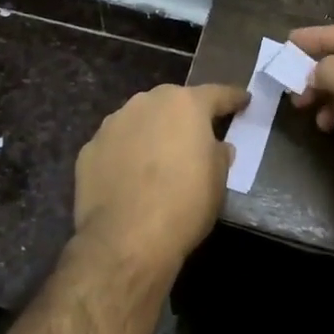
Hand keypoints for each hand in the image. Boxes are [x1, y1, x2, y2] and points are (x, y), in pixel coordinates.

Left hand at [72, 83, 247, 282]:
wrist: (126, 240)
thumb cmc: (184, 205)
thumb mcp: (218, 180)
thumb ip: (218, 154)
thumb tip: (215, 147)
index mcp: (185, 104)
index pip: (217, 94)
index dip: (233, 98)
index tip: (243, 101)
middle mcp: (147, 103)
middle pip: (173, 103)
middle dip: (185, 116)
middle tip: (195, 136)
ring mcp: (114, 123)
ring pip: (140, 121)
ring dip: (151, 133)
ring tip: (158, 159)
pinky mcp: (89, 149)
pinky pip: (116, 145)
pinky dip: (125, 155)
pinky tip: (129, 178)